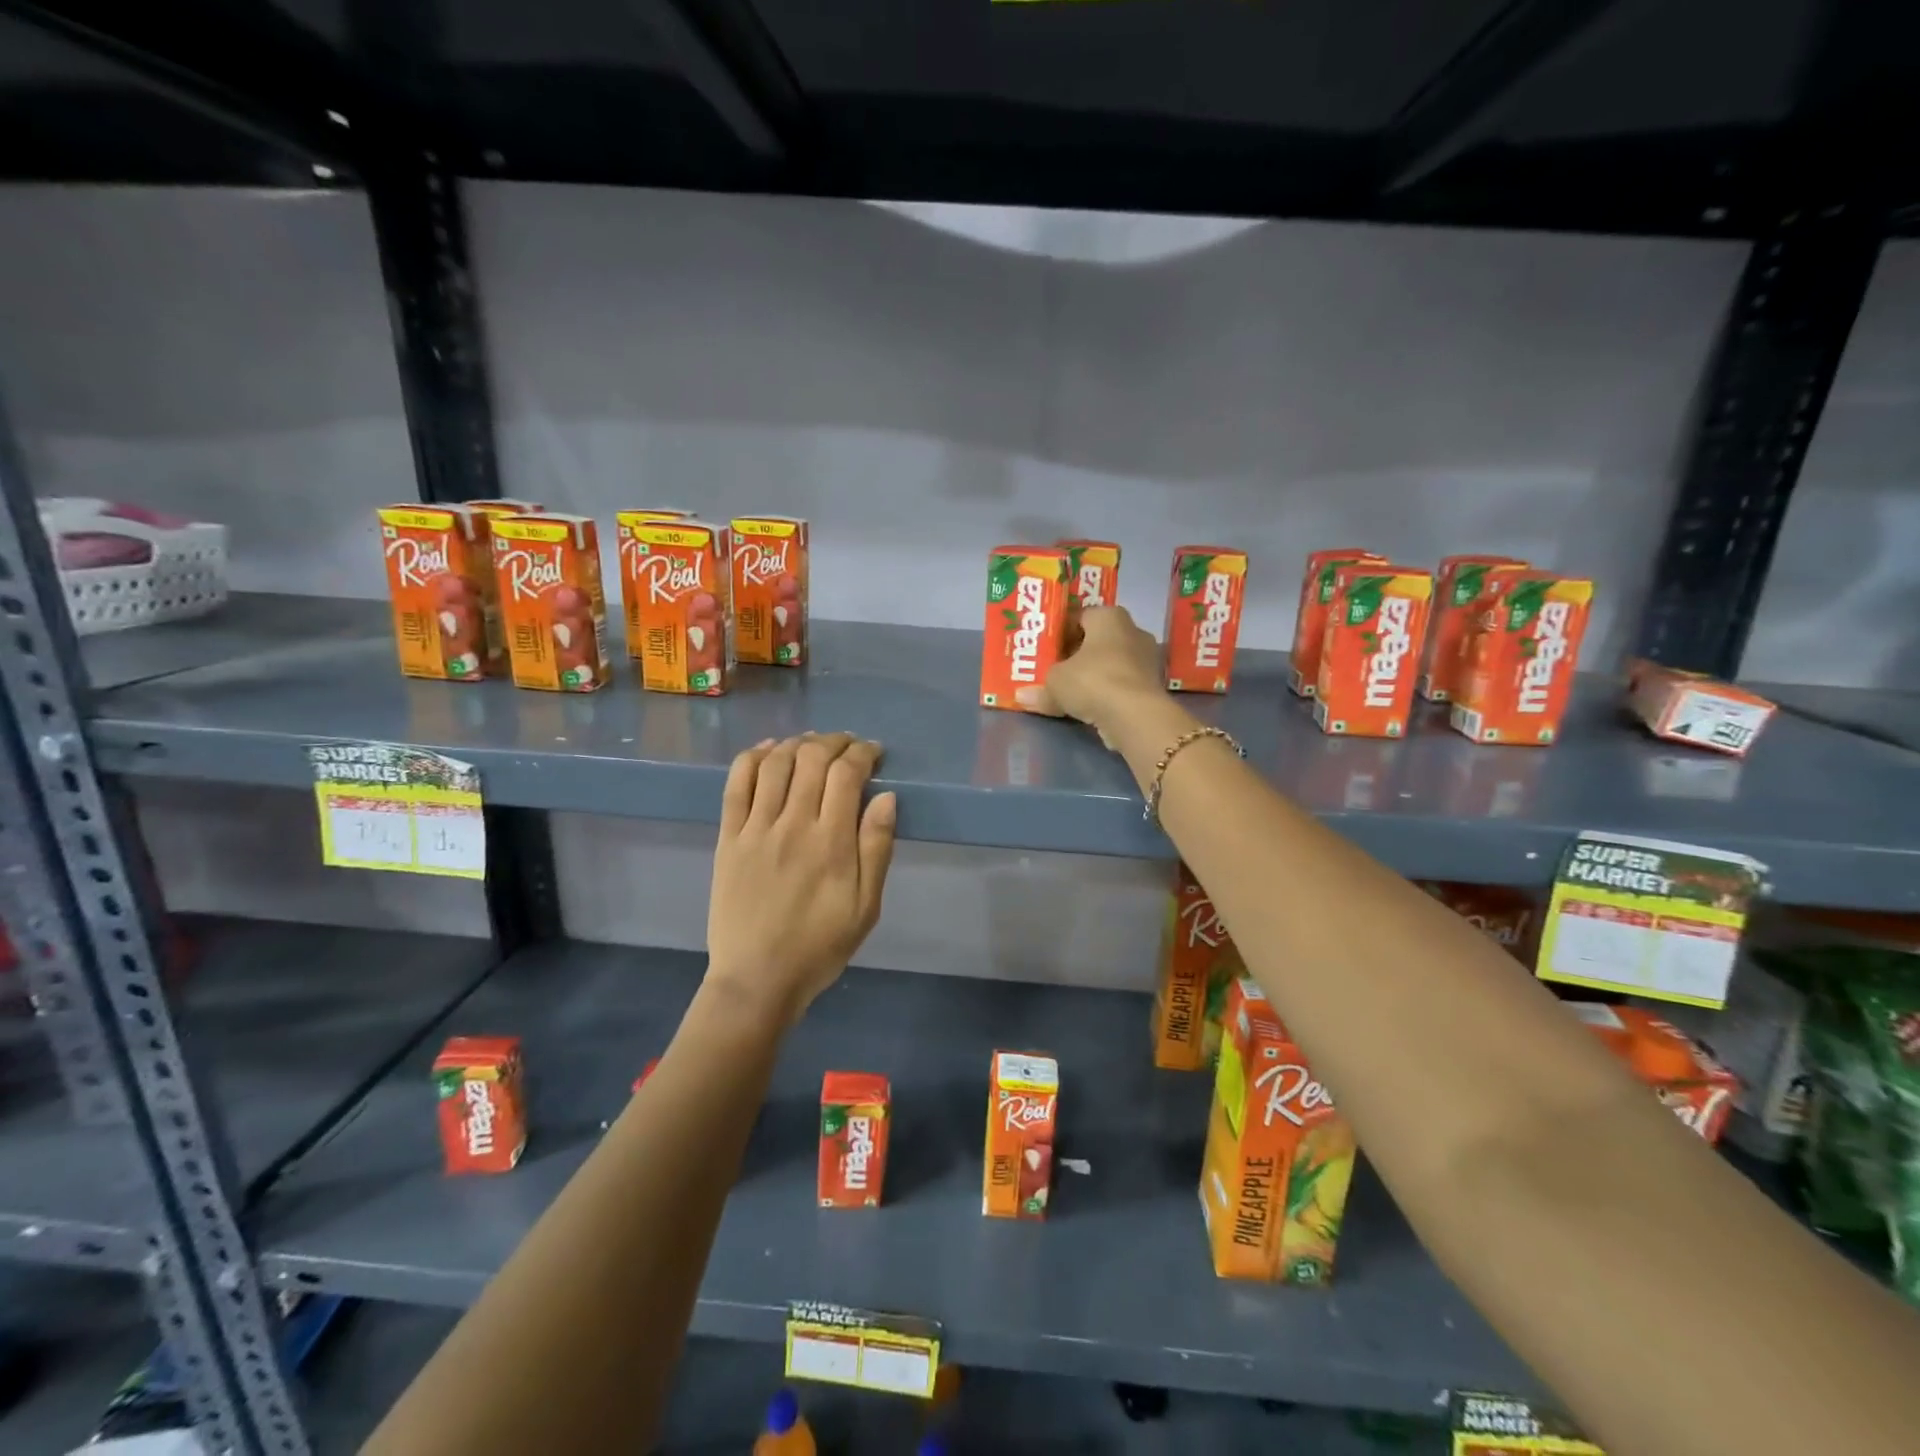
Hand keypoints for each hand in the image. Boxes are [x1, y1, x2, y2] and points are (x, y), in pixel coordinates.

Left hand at [706, 733, 896, 1022]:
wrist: (757, 979)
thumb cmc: (820, 946)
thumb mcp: (867, 907)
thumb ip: (877, 848)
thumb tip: (887, 797)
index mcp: (832, 843)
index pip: (847, 774)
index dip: (863, 753)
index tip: (873, 752)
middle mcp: (793, 824)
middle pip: (812, 758)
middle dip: (834, 741)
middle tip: (847, 745)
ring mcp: (755, 828)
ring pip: (775, 763)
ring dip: (797, 743)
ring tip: (812, 744)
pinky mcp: (728, 837)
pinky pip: (736, 784)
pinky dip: (753, 758)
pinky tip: (768, 750)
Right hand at [1015, 606, 1165, 740]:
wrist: (1135, 715)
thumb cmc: (1092, 681)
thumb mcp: (1054, 683)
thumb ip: (1039, 687)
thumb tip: (1021, 695)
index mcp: (1109, 616)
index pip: (1080, 616)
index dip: (1060, 632)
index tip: (1045, 649)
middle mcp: (1133, 630)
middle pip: (1098, 640)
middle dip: (1077, 654)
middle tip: (1055, 669)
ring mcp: (1147, 658)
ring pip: (1111, 662)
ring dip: (1094, 674)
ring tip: (1071, 690)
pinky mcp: (1153, 685)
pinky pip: (1122, 683)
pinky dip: (1108, 692)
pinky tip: (1091, 705)